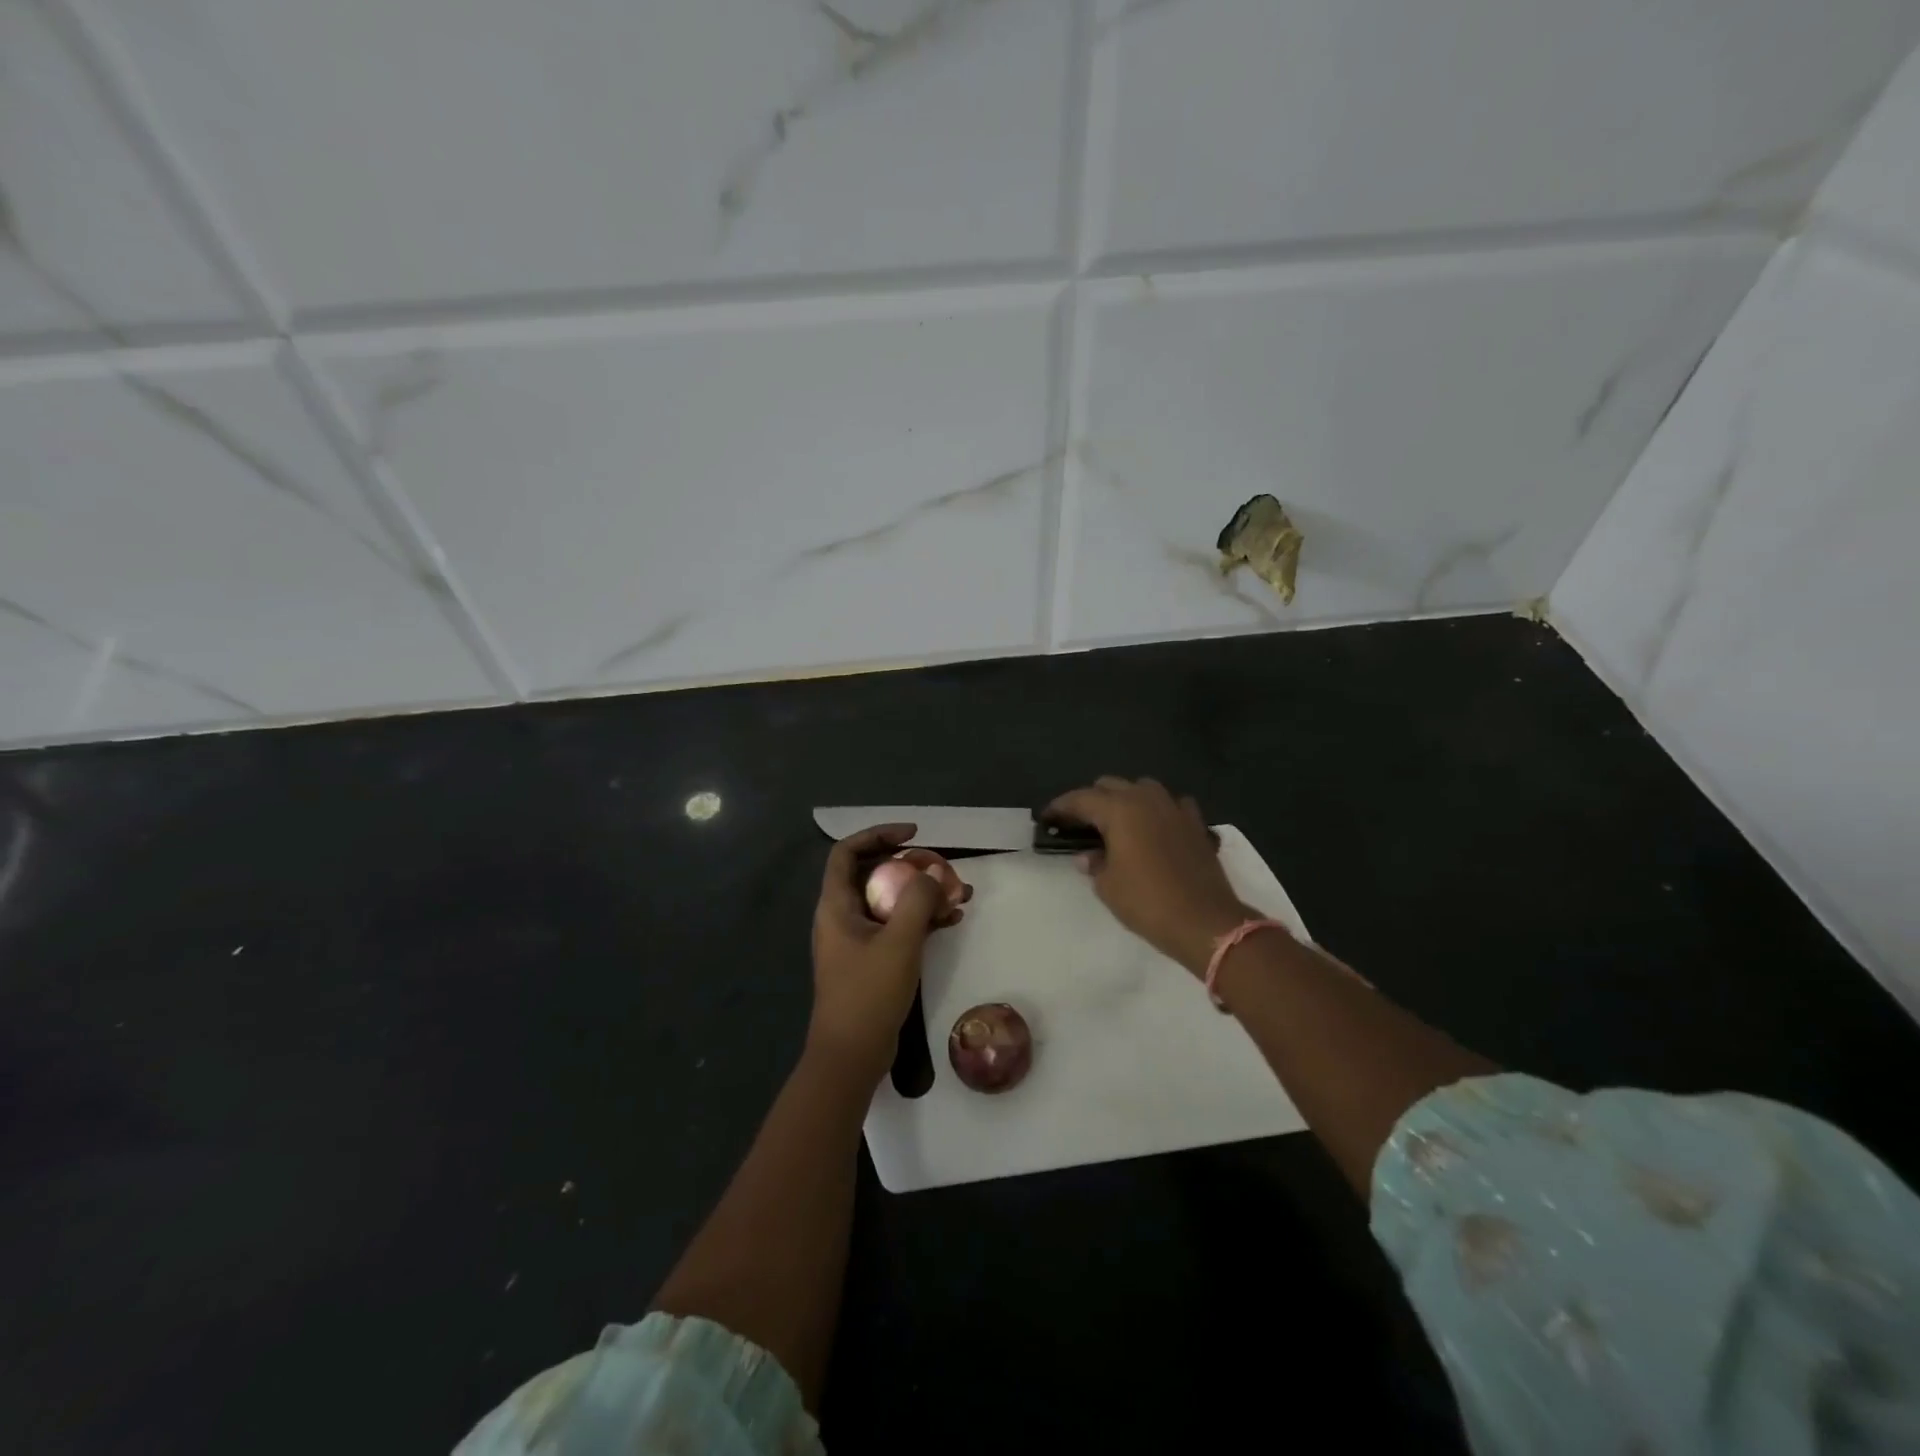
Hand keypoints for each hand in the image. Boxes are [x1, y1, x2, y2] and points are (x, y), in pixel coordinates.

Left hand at [807, 823, 967, 1086]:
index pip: (848, 852)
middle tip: (942, 867)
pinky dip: (922, 919)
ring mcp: (857, 939)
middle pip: (873, 873)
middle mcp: (842, 916)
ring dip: (922, 893)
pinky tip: (953, 920)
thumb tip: (932, 873)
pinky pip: (897, 926)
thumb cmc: (868, 994)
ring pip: (890, 900)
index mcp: (836, 905)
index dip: (878, 834)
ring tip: (960, 893)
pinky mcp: (872, 960)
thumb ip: (918, 901)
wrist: (851, 1056)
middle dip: (910, 865)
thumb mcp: (899, 943)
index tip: (913, 834)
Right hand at [1046, 777, 1251, 974]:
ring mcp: (1175, 808)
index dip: (1060, 807)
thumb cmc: (1147, 902)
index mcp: (1119, 810)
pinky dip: (1157, 810)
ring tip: (1115, 822)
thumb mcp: (1107, 886)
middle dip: (1091, 800)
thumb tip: (1088, 854)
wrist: (1205, 922)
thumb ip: (1093, 863)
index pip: (1080, 799)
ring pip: (1142, 788)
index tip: (1046, 817)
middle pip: (1110, 785)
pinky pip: (1171, 804)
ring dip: (1125, 799)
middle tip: (1078, 824)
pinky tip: (1154, 828)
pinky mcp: (1196, 823)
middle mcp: (1146, 799)